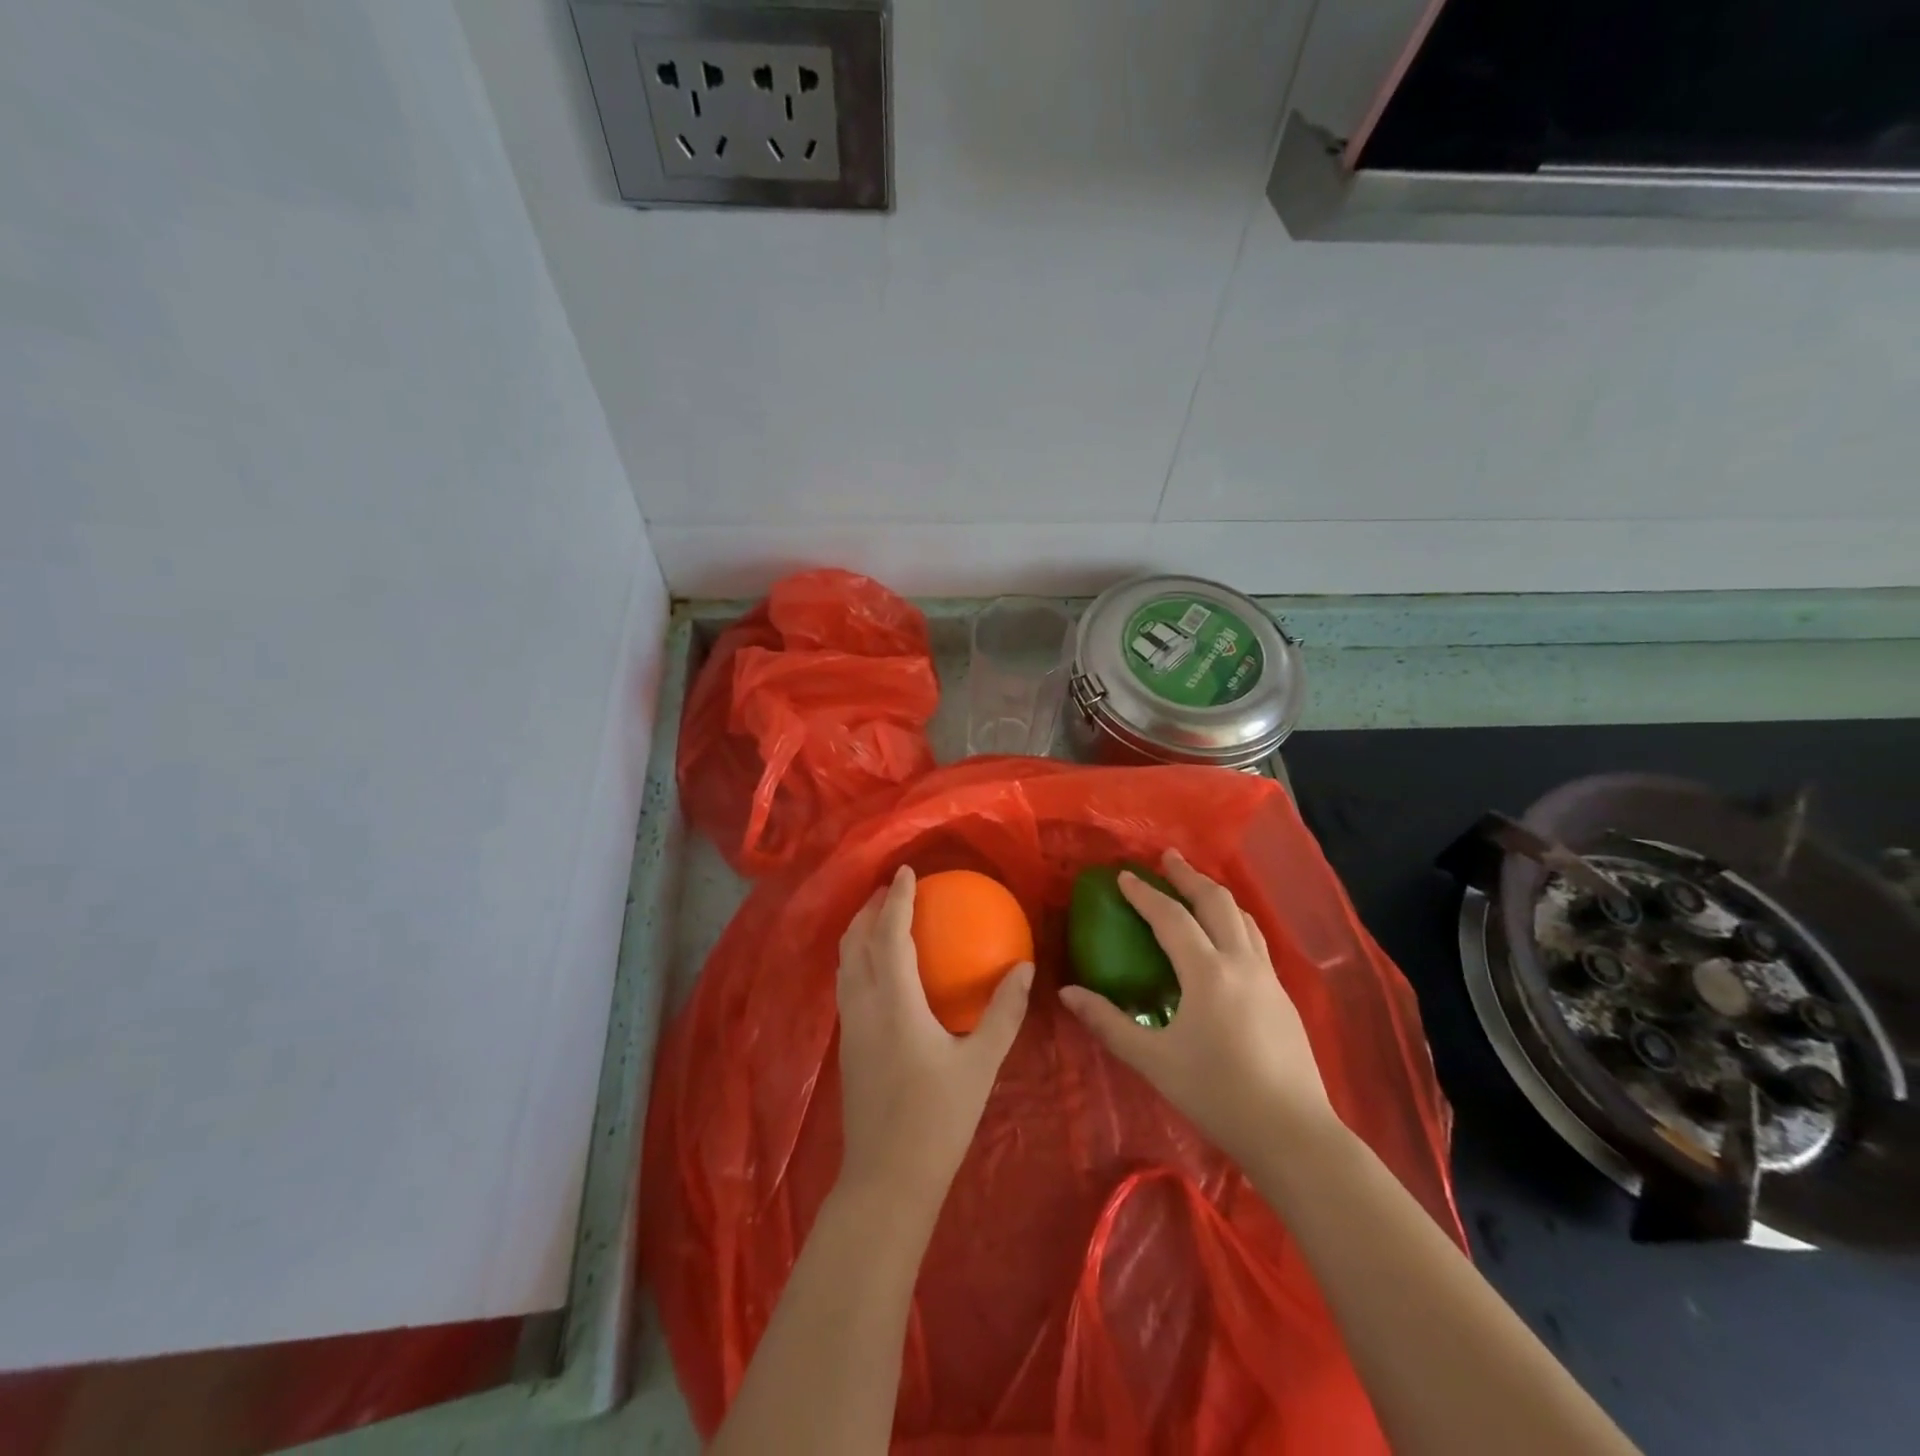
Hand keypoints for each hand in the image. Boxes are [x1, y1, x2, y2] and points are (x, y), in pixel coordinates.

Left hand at [836, 866, 1033, 1210]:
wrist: (886, 1179)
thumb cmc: (937, 1119)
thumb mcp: (980, 1064)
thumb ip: (1003, 1012)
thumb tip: (1024, 967)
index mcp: (893, 1002)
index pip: (889, 935)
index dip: (895, 899)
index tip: (906, 872)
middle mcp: (863, 1005)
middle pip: (855, 941)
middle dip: (870, 908)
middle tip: (893, 888)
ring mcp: (849, 1026)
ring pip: (845, 962)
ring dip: (860, 932)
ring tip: (882, 918)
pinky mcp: (847, 1045)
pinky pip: (847, 983)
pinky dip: (858, 958)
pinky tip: (880, 968)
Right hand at [1059, 850, 1333, 1164]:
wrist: (1293, 1133)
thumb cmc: (1217, 1095)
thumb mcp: (1154, 1061)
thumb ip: (1109, 1023)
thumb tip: (1068, 993)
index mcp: (1208, 972)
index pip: (1171, 917)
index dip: (1145, 894)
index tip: (1123, 875)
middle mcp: (1241, 962)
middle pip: (1216, 902)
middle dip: (1188, 877)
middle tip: (1167, 858)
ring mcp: (1268, 977)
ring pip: (1242, 917)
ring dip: (1215, 894)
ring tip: (1196, 886)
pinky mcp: (1282, 996)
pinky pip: (1255, 939)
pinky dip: (1233, 920)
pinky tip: (1226, 936)